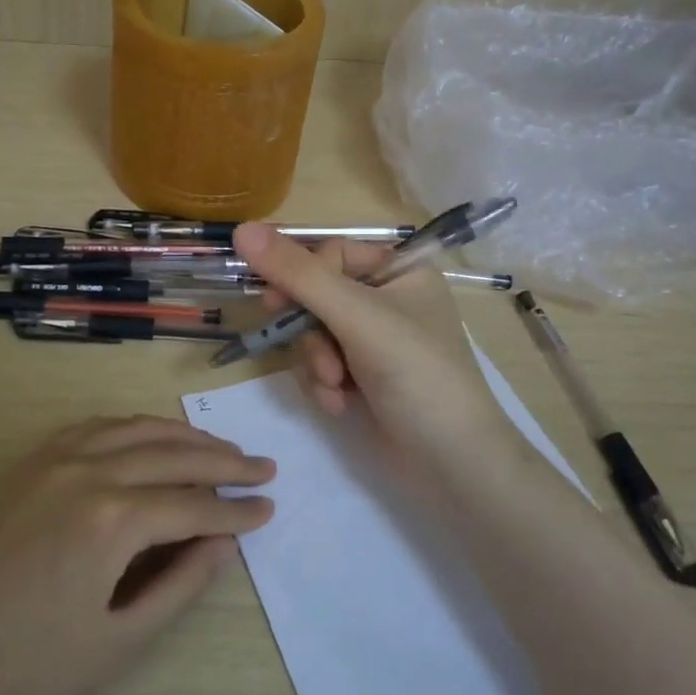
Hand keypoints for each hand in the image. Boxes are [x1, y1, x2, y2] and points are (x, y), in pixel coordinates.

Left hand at [0, 417, 273, 694]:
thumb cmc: (22, 668)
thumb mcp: (114, 643)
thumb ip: (178, 587)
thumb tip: (223, 544)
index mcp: (113, 519)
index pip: (194, 504)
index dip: (237, 510)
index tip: (269, 508)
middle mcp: (89, 470)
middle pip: (173, 454)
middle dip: (224, 461)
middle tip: (263, 466)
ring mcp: (55, 457)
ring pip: (137, 430)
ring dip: (184, 436)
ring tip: (219, 448)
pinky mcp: (30, 460)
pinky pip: (97, 426)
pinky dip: (135, 427)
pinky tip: (150, 436)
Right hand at [232, 223, 519, 474]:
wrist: (453, 464)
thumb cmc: (416, 373)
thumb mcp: (356, 316)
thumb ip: (298, 273)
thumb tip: (242, 230)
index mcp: (401, 270)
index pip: (331, 253)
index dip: (303, 277)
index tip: (275, 302)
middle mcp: (389, 299)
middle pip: (318, 295)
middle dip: (311, 332)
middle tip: (308, 350)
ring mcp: (377, 341)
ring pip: (315, 333)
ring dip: (317, 362)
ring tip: (336, 387)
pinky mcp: (366, 377)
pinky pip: (324, 364)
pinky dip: (325, 384)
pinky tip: (340, 405)